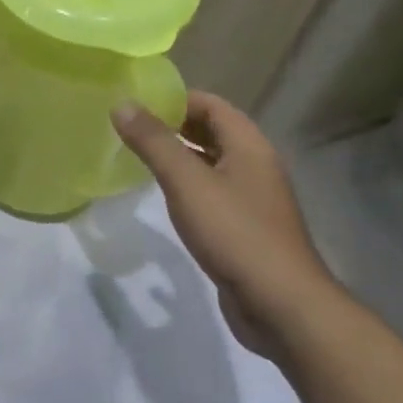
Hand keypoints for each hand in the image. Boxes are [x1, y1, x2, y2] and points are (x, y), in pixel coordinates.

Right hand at [113, 92, 336, 358]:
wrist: (280, 304)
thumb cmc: (235, 233)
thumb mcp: (187, 183)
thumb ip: (154, 142)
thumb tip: (122, 104)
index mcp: (249, 146)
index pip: (211, 105)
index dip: (175, 99)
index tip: (137, 103)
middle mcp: (255, 166)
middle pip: (213, 132)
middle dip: (174, 126)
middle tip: (131, 128)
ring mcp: (253, 199)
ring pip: (212, 164)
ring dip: (180, 157)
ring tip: (140, 158)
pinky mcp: (245, 229)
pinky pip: (213, 194)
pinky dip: (189, 187)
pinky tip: (165, 199)